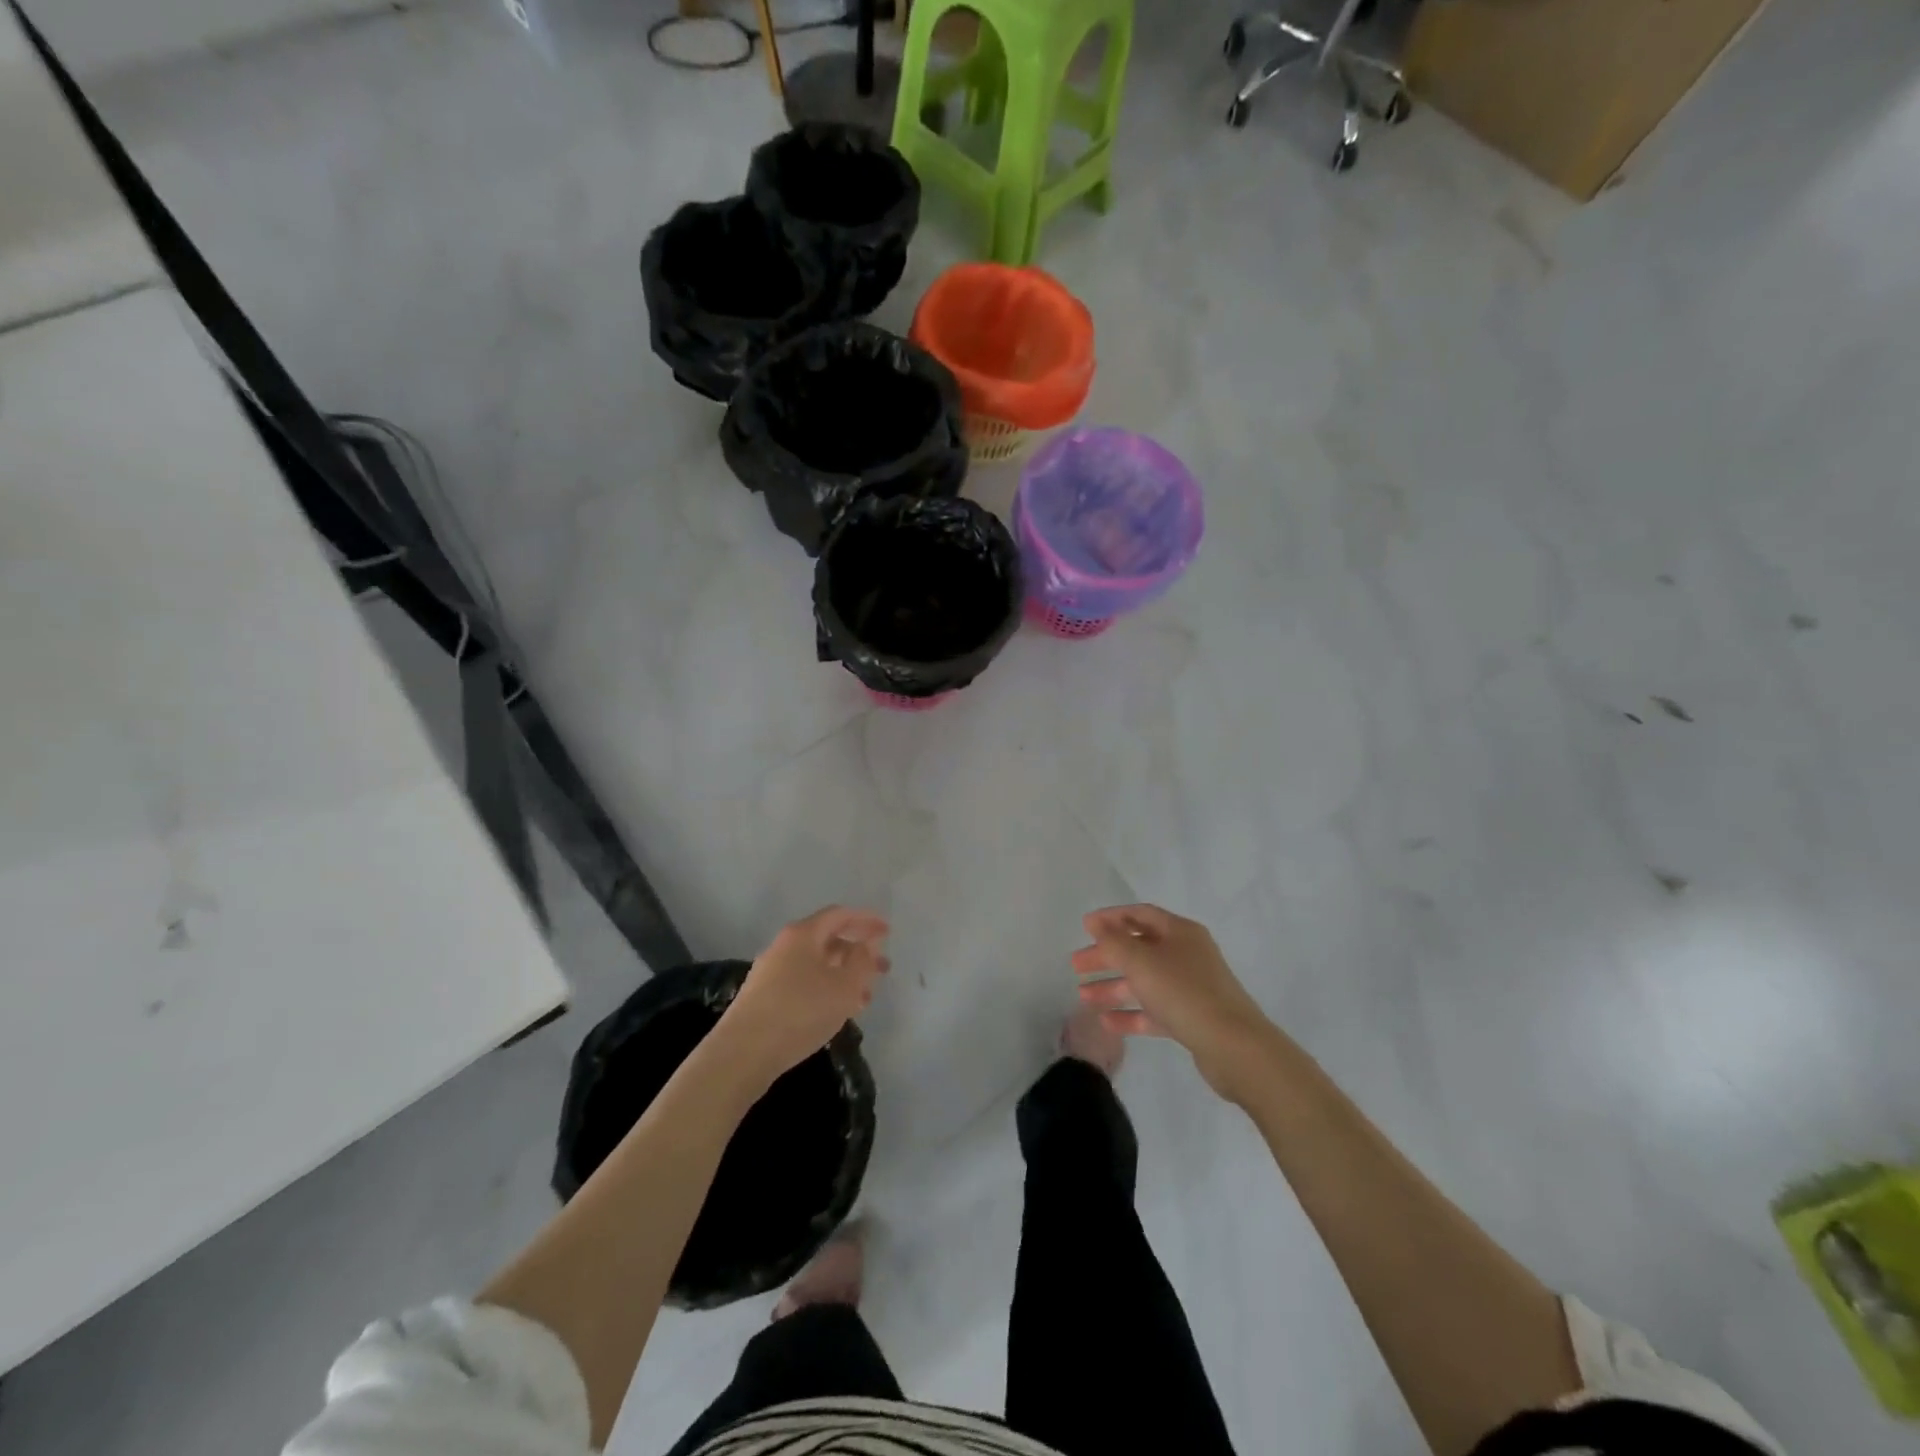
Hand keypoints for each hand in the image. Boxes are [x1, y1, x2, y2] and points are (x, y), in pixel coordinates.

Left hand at [719, 906, 889, 1085]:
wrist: (742, 1053)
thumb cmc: (800, 1012)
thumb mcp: (843, 986)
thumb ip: (862, 961)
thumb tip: (866, 944)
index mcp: (803, 934)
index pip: (840, 915)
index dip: (866, 920)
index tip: (888, 932)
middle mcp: (785, 946)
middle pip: (828, 940)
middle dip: (858, 953)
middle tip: (883, 970)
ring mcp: (771, 972)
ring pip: (817, 965)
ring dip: (844, 976)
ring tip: (864, 999)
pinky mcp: (764, 997)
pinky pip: (804, 983)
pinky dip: (826, 991)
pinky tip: (837, 1013)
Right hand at [1072, 904, 1278, 1101]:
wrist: (1234, 1047)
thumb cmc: (1184, 993)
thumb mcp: (1141, 962)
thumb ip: (1114, 942)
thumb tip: (1096, 924)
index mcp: (1180, 932)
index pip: (1140, 915)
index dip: (1111, 918)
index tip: (1084, 927)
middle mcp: (1187, 955)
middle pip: (1139, 948)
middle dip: (1107, 956)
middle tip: (1076, 965)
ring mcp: (1191, 988)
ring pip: (1145, 981)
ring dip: (1114, 986)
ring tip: (1083, 996)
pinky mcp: (1192, 1019)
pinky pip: (1155, 1010)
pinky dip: (1131, 1013)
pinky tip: (1106, 1022)